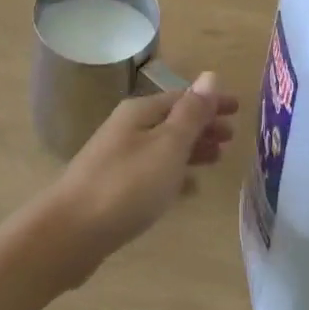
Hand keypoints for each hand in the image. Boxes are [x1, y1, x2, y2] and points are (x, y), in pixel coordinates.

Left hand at [32, 76, 238, 288]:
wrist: (69, 233)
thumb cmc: (126, 185)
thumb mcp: (167, 146)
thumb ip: (190, 114)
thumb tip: (210, 75)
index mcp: (140, 113)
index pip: (183, 98)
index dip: (211, 102)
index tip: (239, 109)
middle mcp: (127, 129)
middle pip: (172, 121)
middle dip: (203, 126)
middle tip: (232, 136)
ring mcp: (118, 159)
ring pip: (164, 147)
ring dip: (191, 150)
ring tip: (217, 159)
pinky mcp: (114, 189)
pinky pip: (153, 173)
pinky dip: (174, 175)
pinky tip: (188, 189)